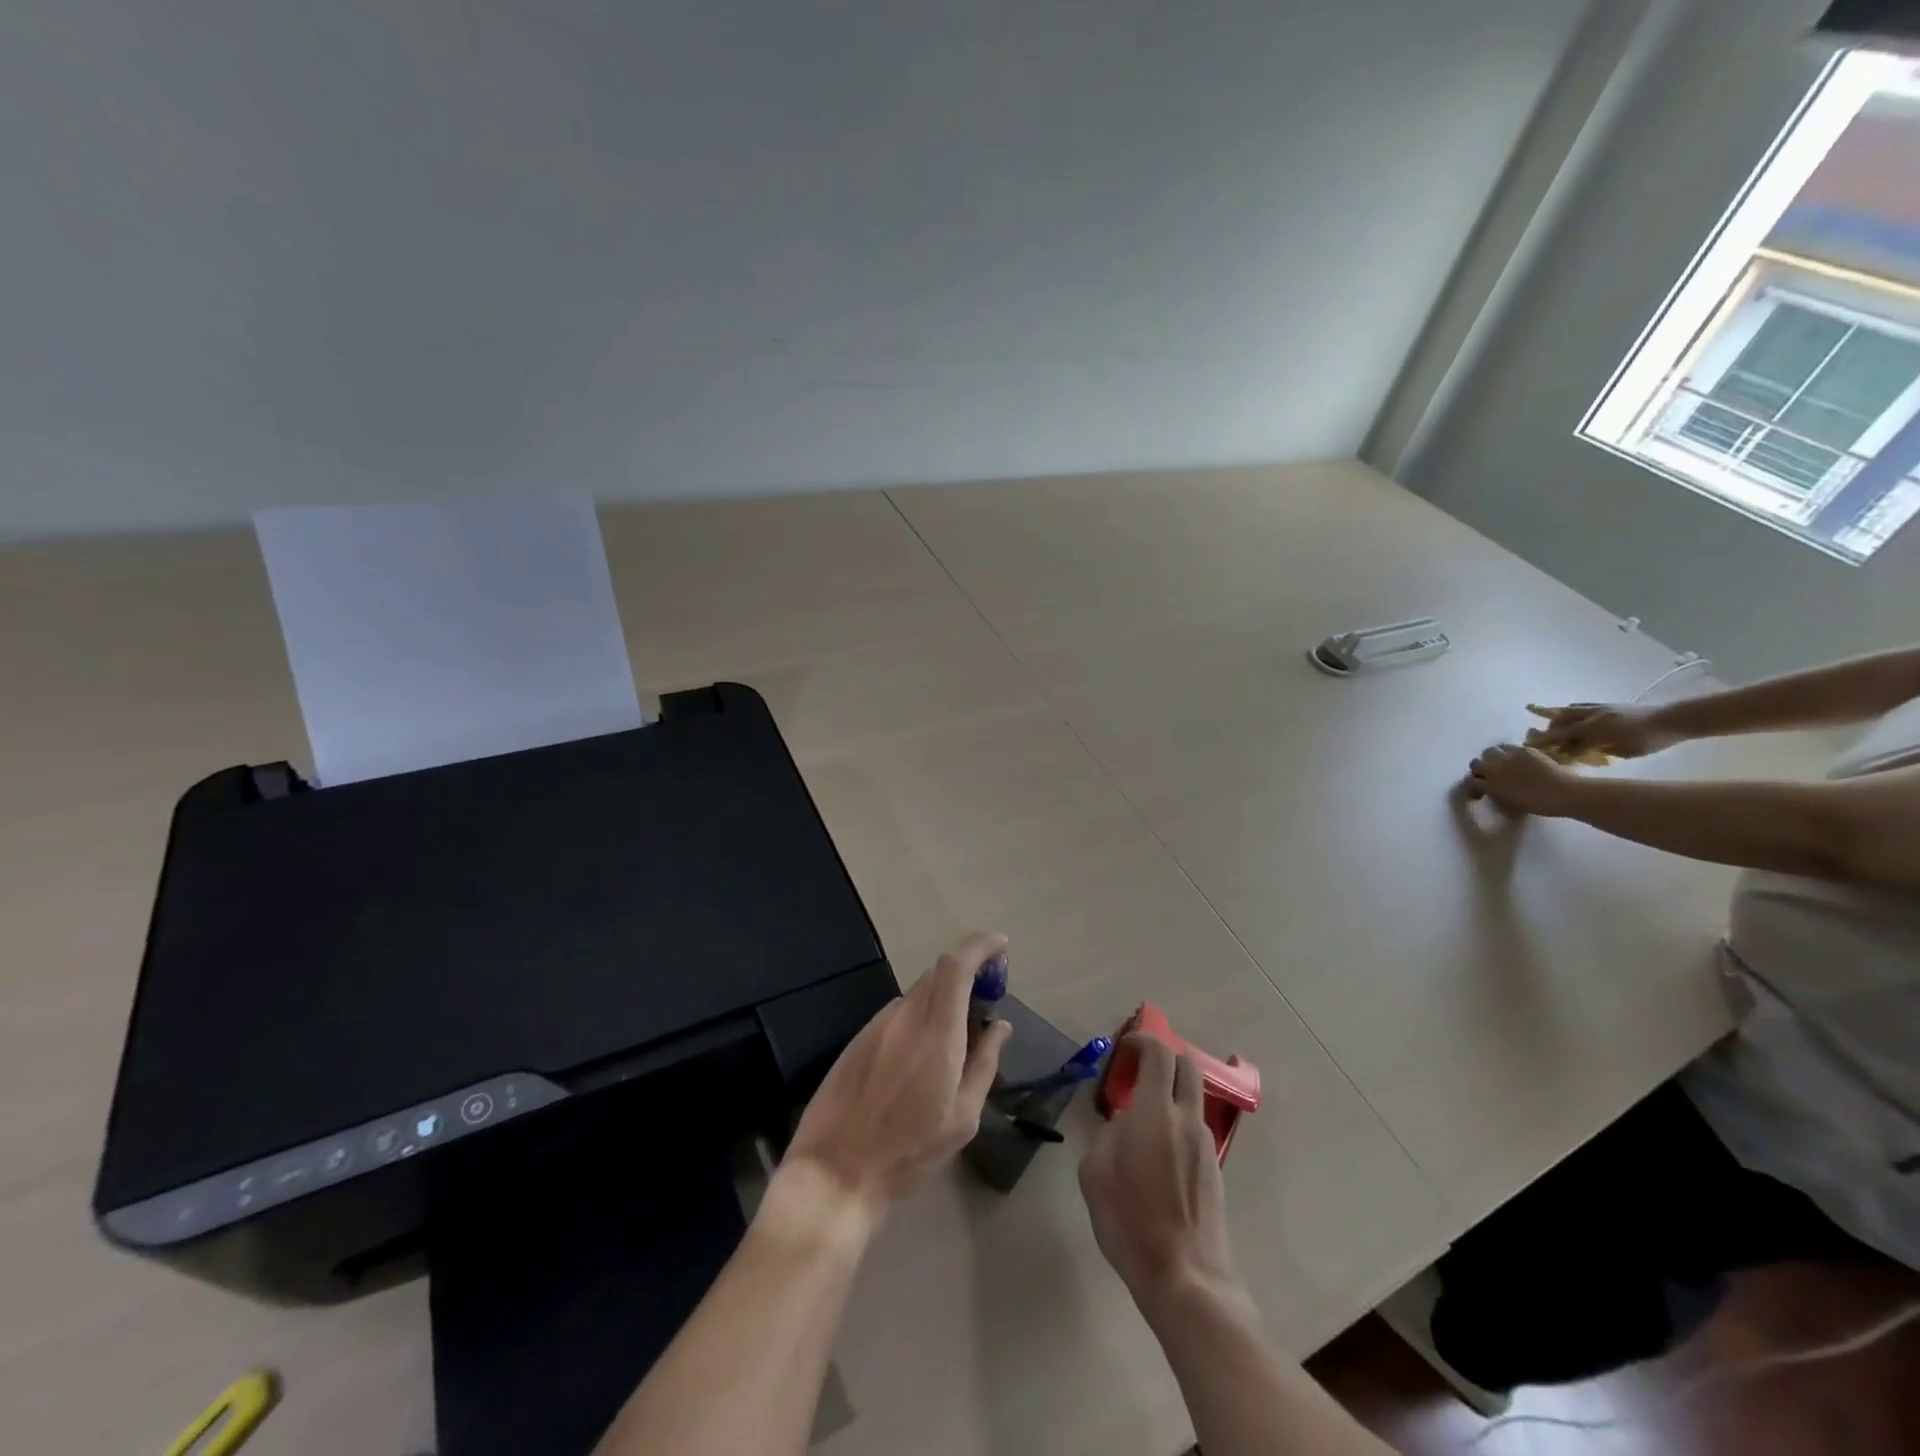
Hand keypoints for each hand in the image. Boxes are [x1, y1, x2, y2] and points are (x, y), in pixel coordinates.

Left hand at [780, 932, 1011, 1225]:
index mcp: (936, 1034)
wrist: (835, 1171)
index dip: (980, 946)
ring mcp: (877, 1025)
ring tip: (954, 1037)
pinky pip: (897, 1012)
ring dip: (941, 998)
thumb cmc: (909, 1152)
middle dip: (966, 973)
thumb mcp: (962, 1118)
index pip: (956, 966)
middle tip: (985, 999)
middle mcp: (905, 1017)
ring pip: (917, 993)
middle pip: (938, 973)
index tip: (1000, 945)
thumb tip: (1000, 1025)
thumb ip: (984, 1063)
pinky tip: (919, 1056)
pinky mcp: (859, 1038)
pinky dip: (918, 1016)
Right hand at [1079, 1034, 1241, 1316]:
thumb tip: (1122, 1122)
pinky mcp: (1214, 1168)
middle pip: (1186, 1065)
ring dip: (1171, 1093)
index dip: (1141, 1040)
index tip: (1124, 1047)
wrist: (1185, 1277)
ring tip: (1143, 1120)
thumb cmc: (1130, 1221)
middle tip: (1139, 1071)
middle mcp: (1186, 1118)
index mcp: (1154, 1111)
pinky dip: (1177, 1122)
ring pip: (1193, 1098)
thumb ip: (1106, 1133)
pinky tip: (1157, 1154)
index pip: (1158, 1053)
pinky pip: (1194, 1128)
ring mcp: (1205, 1143)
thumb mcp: (1095, 1172)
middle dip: (1164, 1057)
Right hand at [1464, 743, 1581, 816]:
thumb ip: (1494, 792)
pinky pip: (1508, 747)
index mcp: (1490, 786)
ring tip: (1502, 762)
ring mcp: (1508, 757)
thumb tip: (1488, 788)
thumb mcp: (1509, 802)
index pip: (1470, 781)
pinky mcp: (1522, 750)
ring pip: (1489, 751)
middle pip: (1476, 763)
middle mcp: (1494, 769)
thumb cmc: (1538, 804)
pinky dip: (1509, 752)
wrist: (1563, 793)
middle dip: (1481, 768)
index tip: (1481, 786)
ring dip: (1492, 757)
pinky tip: (1518, 758)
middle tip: (1490, 773)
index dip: (1474, 784)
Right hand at [1527, 702, 1683, 759]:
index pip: (1562, 736)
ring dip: (1555, 717)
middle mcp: (1592, 715)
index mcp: (1596, 728)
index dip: (1546, 742)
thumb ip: (1597, 750)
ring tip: (1550, 725)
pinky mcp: (1606, 705)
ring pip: (1568, 710)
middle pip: (1559, 720)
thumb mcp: (1624, 751)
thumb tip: (1577, 752)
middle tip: (1539, 739)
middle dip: (1547, 729)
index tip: (1530, 747)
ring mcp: (1599, 708)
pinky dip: (1569, 711)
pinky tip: (1571, 717)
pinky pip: (1580, 706)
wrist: (1675, 719)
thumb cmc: (1651, 740)